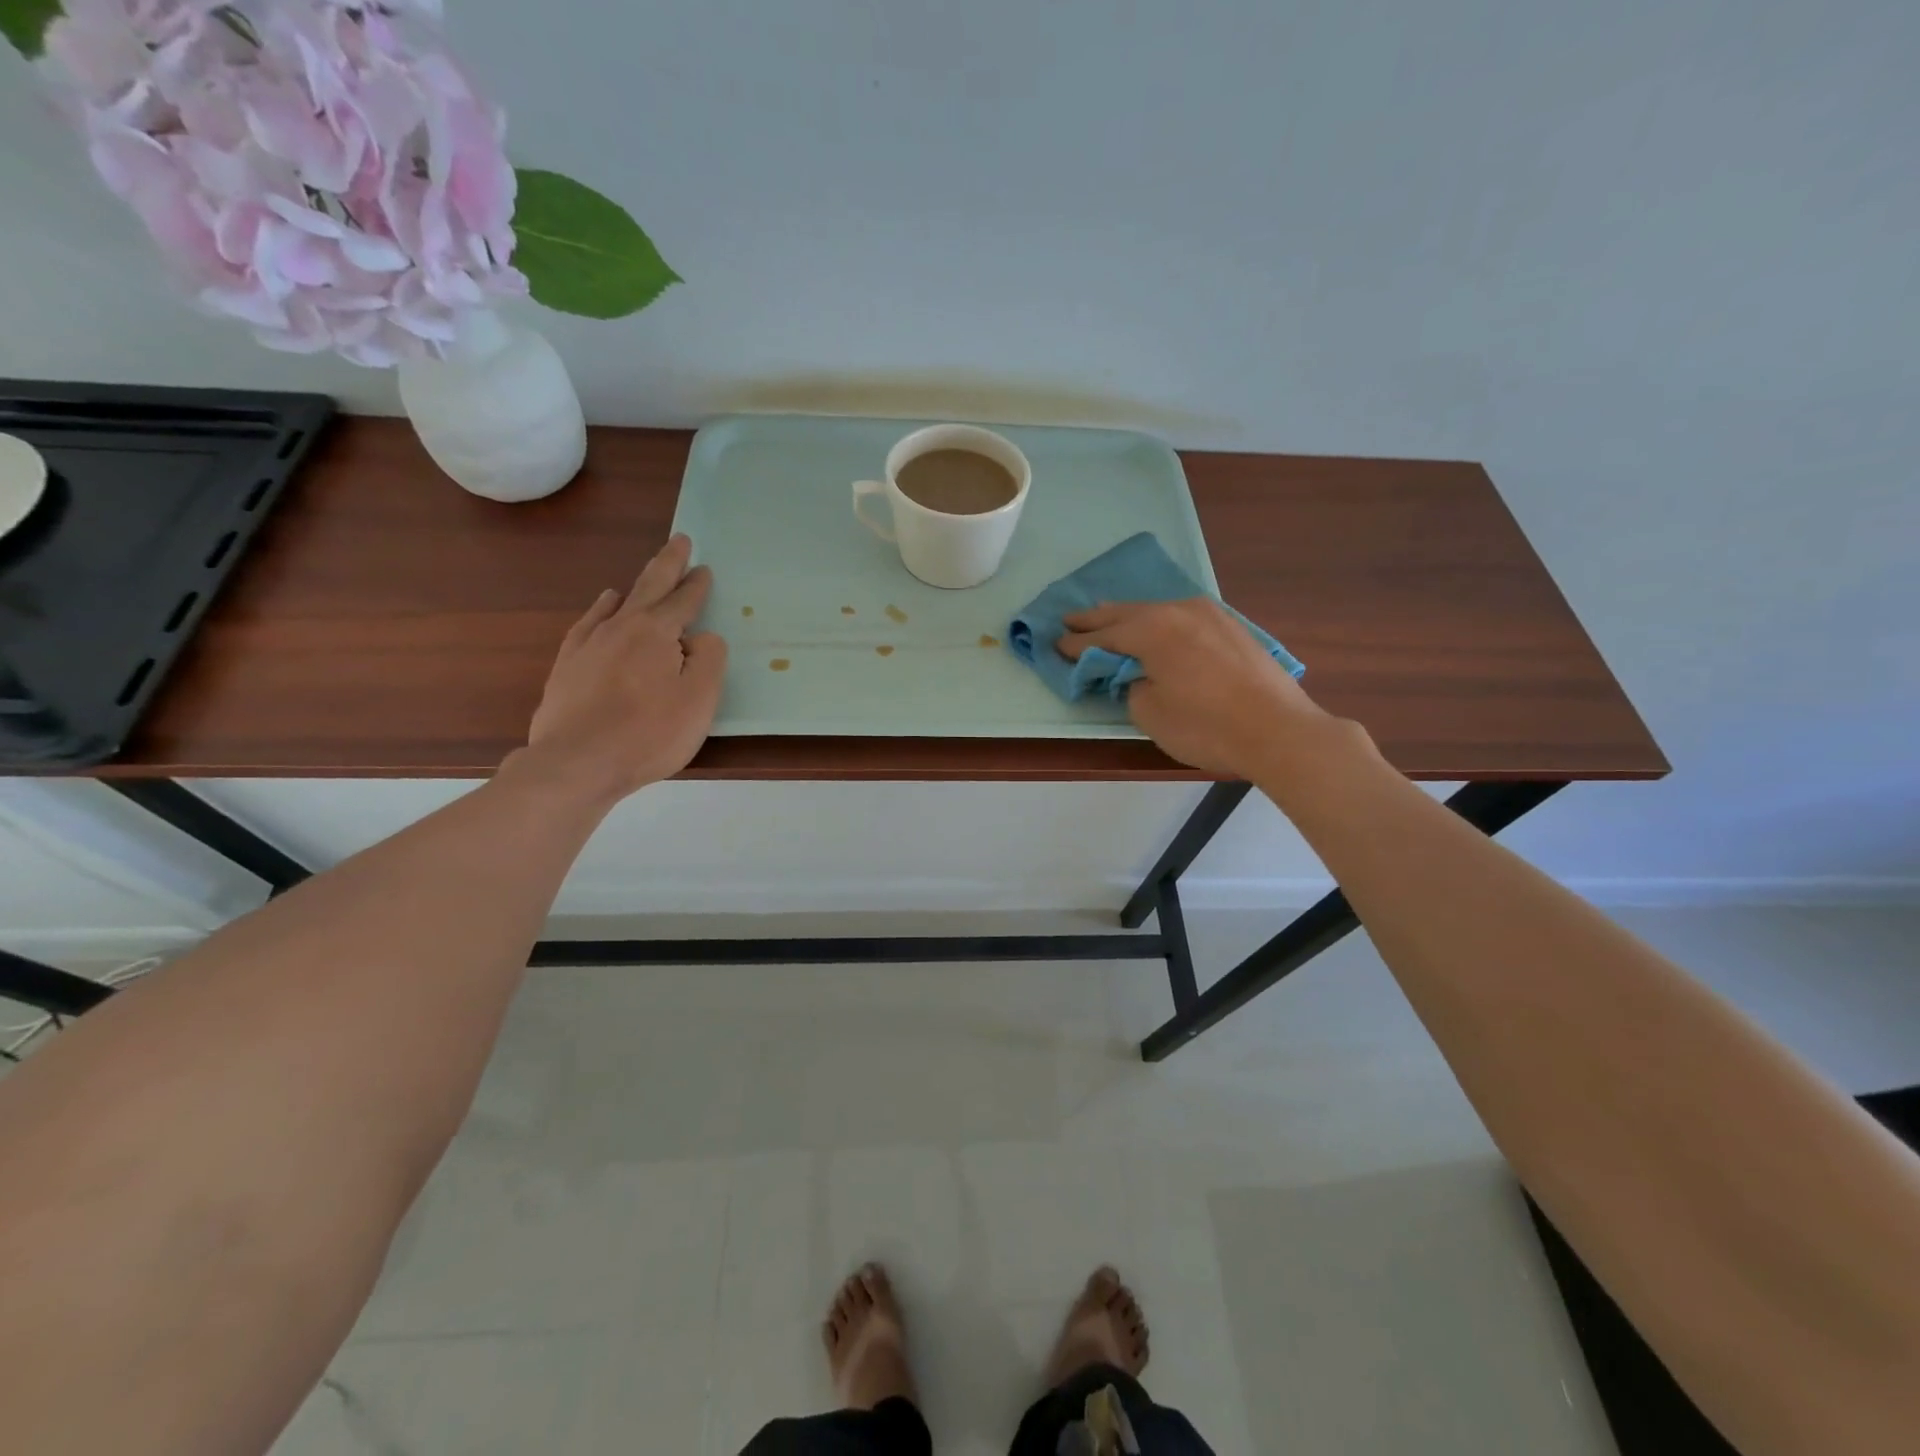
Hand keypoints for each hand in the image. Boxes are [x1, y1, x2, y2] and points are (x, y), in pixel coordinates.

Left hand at [518, 534, 726, 805]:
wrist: (578, 762)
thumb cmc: (650, 733)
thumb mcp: (700, 698)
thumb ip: (709, 659)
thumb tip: (699, 639)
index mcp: (656, 633)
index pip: (683, 602)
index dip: (696, 586)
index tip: (704, 569)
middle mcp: (620, 628)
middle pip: (648, 588)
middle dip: (667, 564)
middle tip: (679, 541)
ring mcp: (588, 645)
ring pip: (615, 604)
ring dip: (634, 588)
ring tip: (643, 579)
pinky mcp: (567, 666)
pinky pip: (587, 625)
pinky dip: (599, 611)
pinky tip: (601, 610)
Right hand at [1058, 598, 1331, 777]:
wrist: (1279, 731)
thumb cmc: (1205, 726)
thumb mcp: (1149, 713)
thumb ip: (1131, 686)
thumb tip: (1138, 675)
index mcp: (1152, 629)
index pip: (1103, 636)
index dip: (1076, 644)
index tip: (1055, 646)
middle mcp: (1178, 610)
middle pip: (1127, 612)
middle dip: (1096, 619)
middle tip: (1069, 620)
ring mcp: (1210, 615)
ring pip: (1157, 610)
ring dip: (1129, 617)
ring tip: (1108, 618)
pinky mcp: (1232, 627)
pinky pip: (1182, 617)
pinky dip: (1160, 622)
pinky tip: (1156, 627)